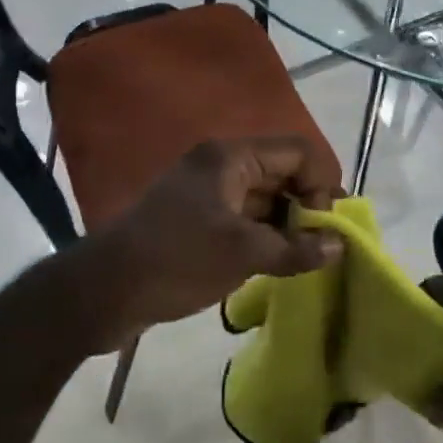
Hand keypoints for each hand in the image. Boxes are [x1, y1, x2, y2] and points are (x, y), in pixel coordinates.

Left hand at [76, 137, 342, 347]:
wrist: (103, 290)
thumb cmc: (176, 260)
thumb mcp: (242, 254)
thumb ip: (295, 248)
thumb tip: (339, 246)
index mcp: (231, 157)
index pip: (297, 152)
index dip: (321, 184)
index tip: (326, 227)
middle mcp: (221, 165)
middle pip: (282, 171)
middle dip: (307, 205)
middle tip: (322, 246)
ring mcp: (207, 192)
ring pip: (264, 197)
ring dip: (287, 223)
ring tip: (303, 259)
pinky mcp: (197, 218)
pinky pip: (244, 216)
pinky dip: (265, 234)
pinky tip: (276, 263)